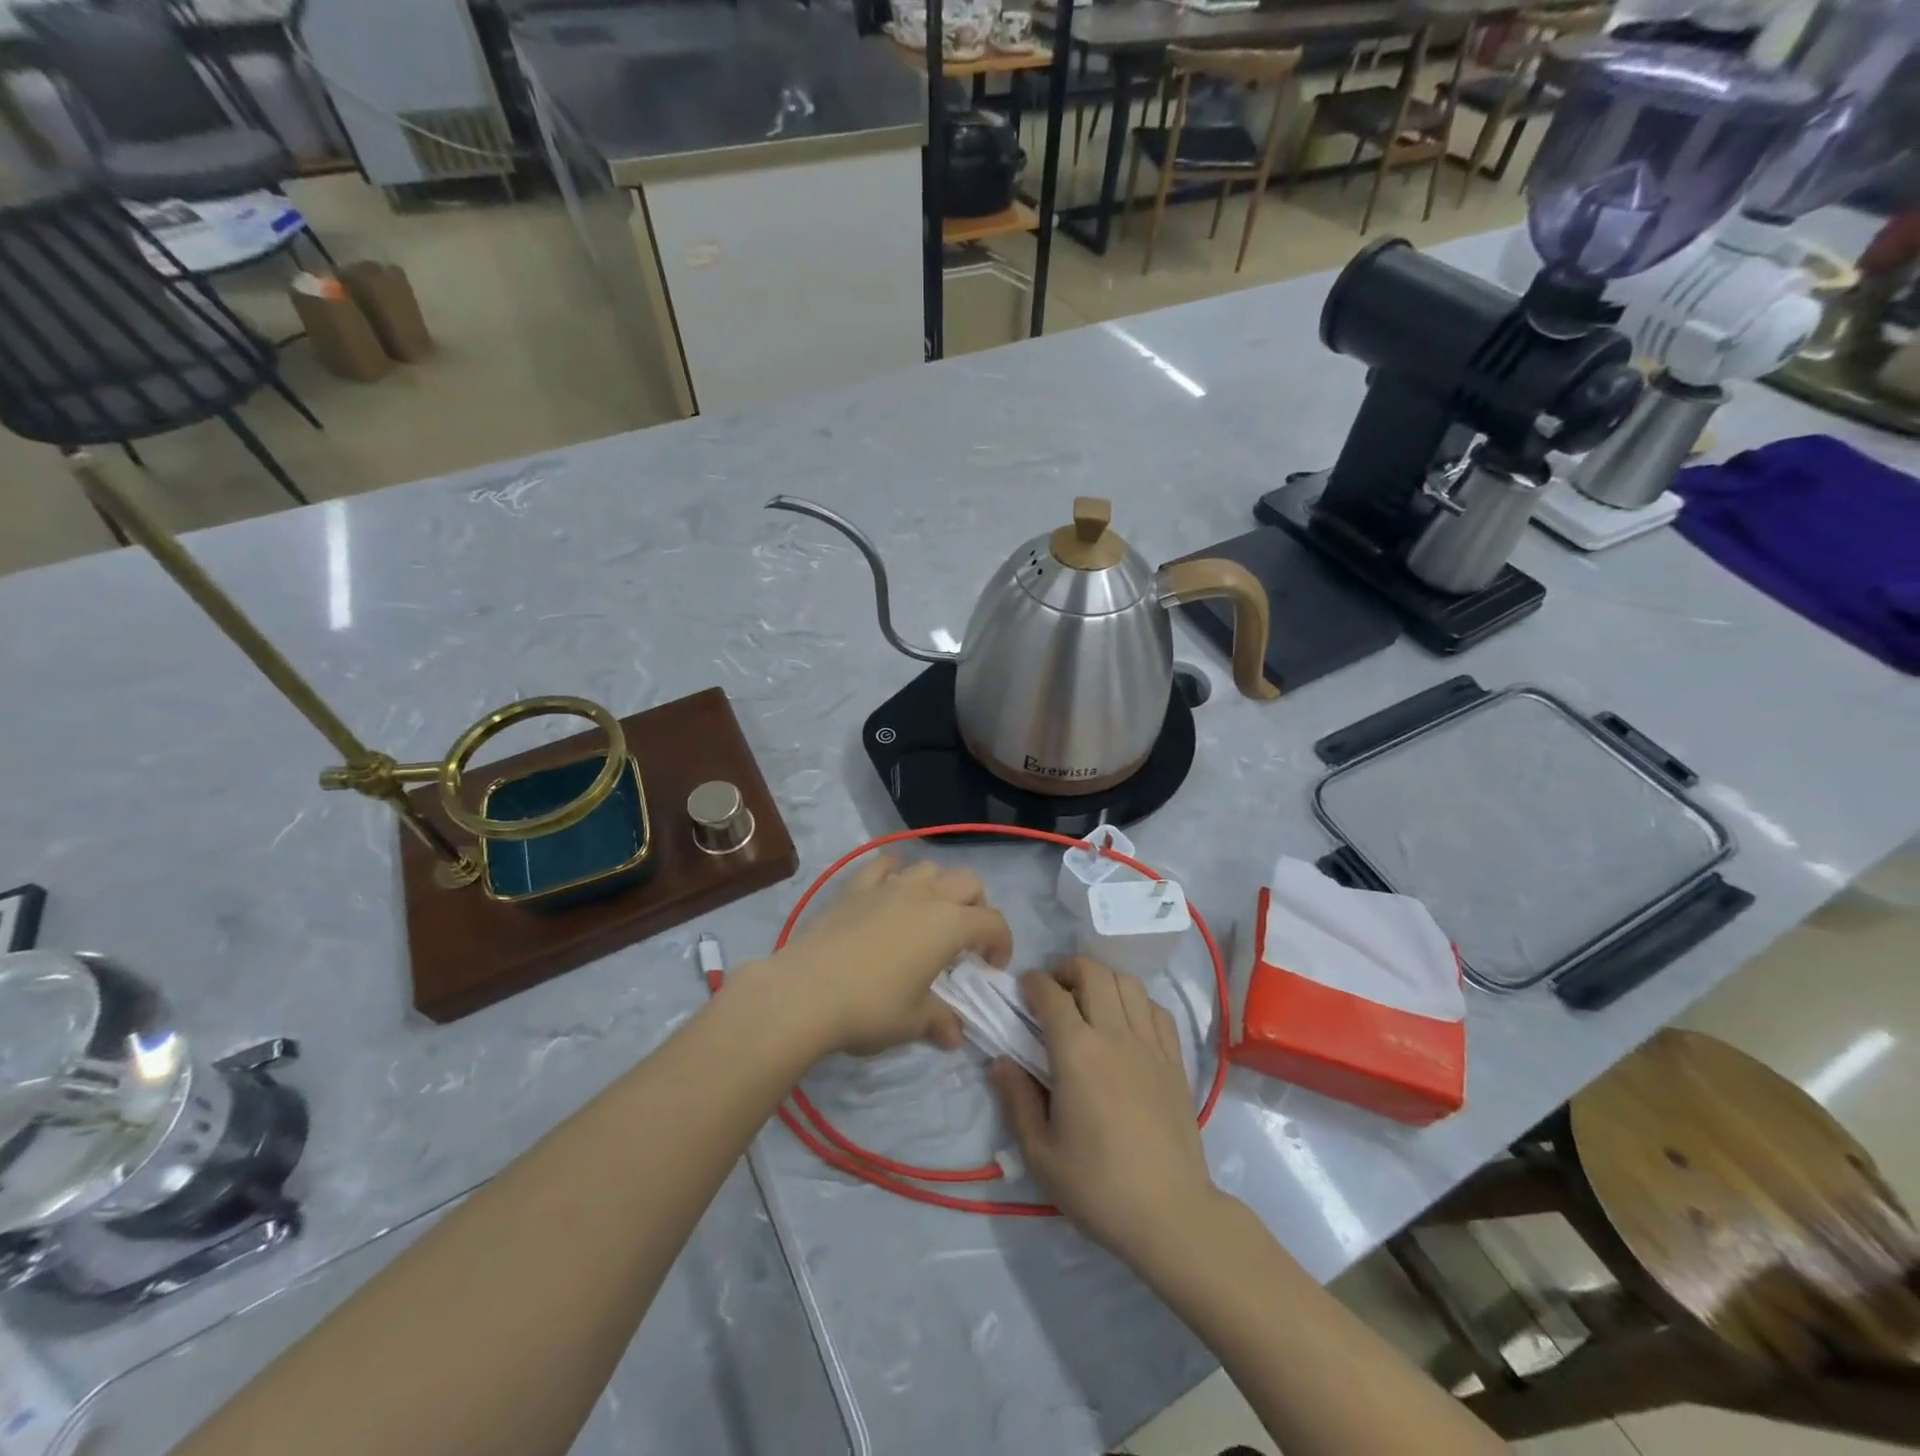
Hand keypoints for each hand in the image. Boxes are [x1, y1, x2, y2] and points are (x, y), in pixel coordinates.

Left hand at [764, 855, 1012, 1057]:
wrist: (807, 992)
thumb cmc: (871, 1008)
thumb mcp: (913, 1022)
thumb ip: (940, 1022)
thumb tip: (955, 1035)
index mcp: (949, 925)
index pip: (993, 922)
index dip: (1002, 943)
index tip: (991, 968)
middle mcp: (925, 896)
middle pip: (968, 881)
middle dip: (976, 905)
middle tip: (965, 937)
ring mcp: (888, 887)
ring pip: (929, 868)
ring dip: (939, 886)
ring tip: (930, 914)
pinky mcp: (855, 888)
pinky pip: (882, 866)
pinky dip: (894, 873)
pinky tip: (890, 889)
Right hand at [990, 959, 1220, 1272]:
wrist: (1170, 1215)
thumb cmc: (1097, 1186)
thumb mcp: (1040, 1153)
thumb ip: (1016, 1099)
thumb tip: (1000, 1062)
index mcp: (1077, 1052)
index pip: (1051, 994)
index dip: (1033, 983)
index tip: (1024, 989)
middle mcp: (1114, 1035)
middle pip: (1094, 972)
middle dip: (1068, 969)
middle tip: (1055, 989)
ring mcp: (1150, 1045)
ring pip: (1128, 983)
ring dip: (1104, 979)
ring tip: (1090, 1000)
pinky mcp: (1175, 1061)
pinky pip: (1157, 1010)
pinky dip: (1138, 1002)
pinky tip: (1128, 1022)